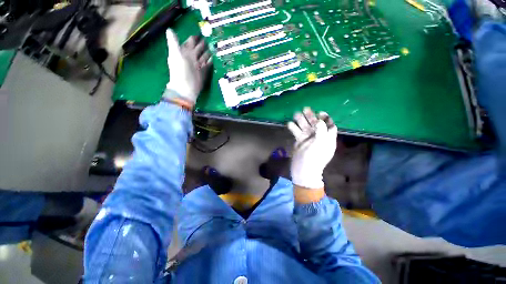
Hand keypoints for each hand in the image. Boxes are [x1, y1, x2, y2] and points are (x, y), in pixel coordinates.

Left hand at [164, 29, 211, 105]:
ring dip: (207, 53)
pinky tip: (213, 59)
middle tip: (207, 40)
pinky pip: (207, 65)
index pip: (190, 43)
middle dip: (202, 45)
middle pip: (197, 50)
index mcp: (184, 53)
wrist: (186, 88)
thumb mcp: (175, 54)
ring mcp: (198, 66)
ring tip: (211, 48)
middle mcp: (191, 58)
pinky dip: (210, 62)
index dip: (193, 39)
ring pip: (203, 57)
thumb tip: (169, 29)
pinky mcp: (203, 73)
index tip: (198, 34)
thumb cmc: (180, 71)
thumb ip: (174, 43)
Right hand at [287, 107, 336, 188]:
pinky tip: (289, 124)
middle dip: (310, 117)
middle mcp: (318, 138)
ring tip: (295, 114)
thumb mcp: (320, 145)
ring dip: (301, 120)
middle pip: (315, 125)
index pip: (329, 126)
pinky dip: (294, 128)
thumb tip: (320, 120)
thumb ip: (321, 131)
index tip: (320, 112)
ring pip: (305, 127)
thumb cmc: (314, 158)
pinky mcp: (300, 142)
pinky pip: (297, 132)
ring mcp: (308, 140)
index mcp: (327, 139)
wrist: (303, 171)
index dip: (326, 118)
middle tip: (305, 109)